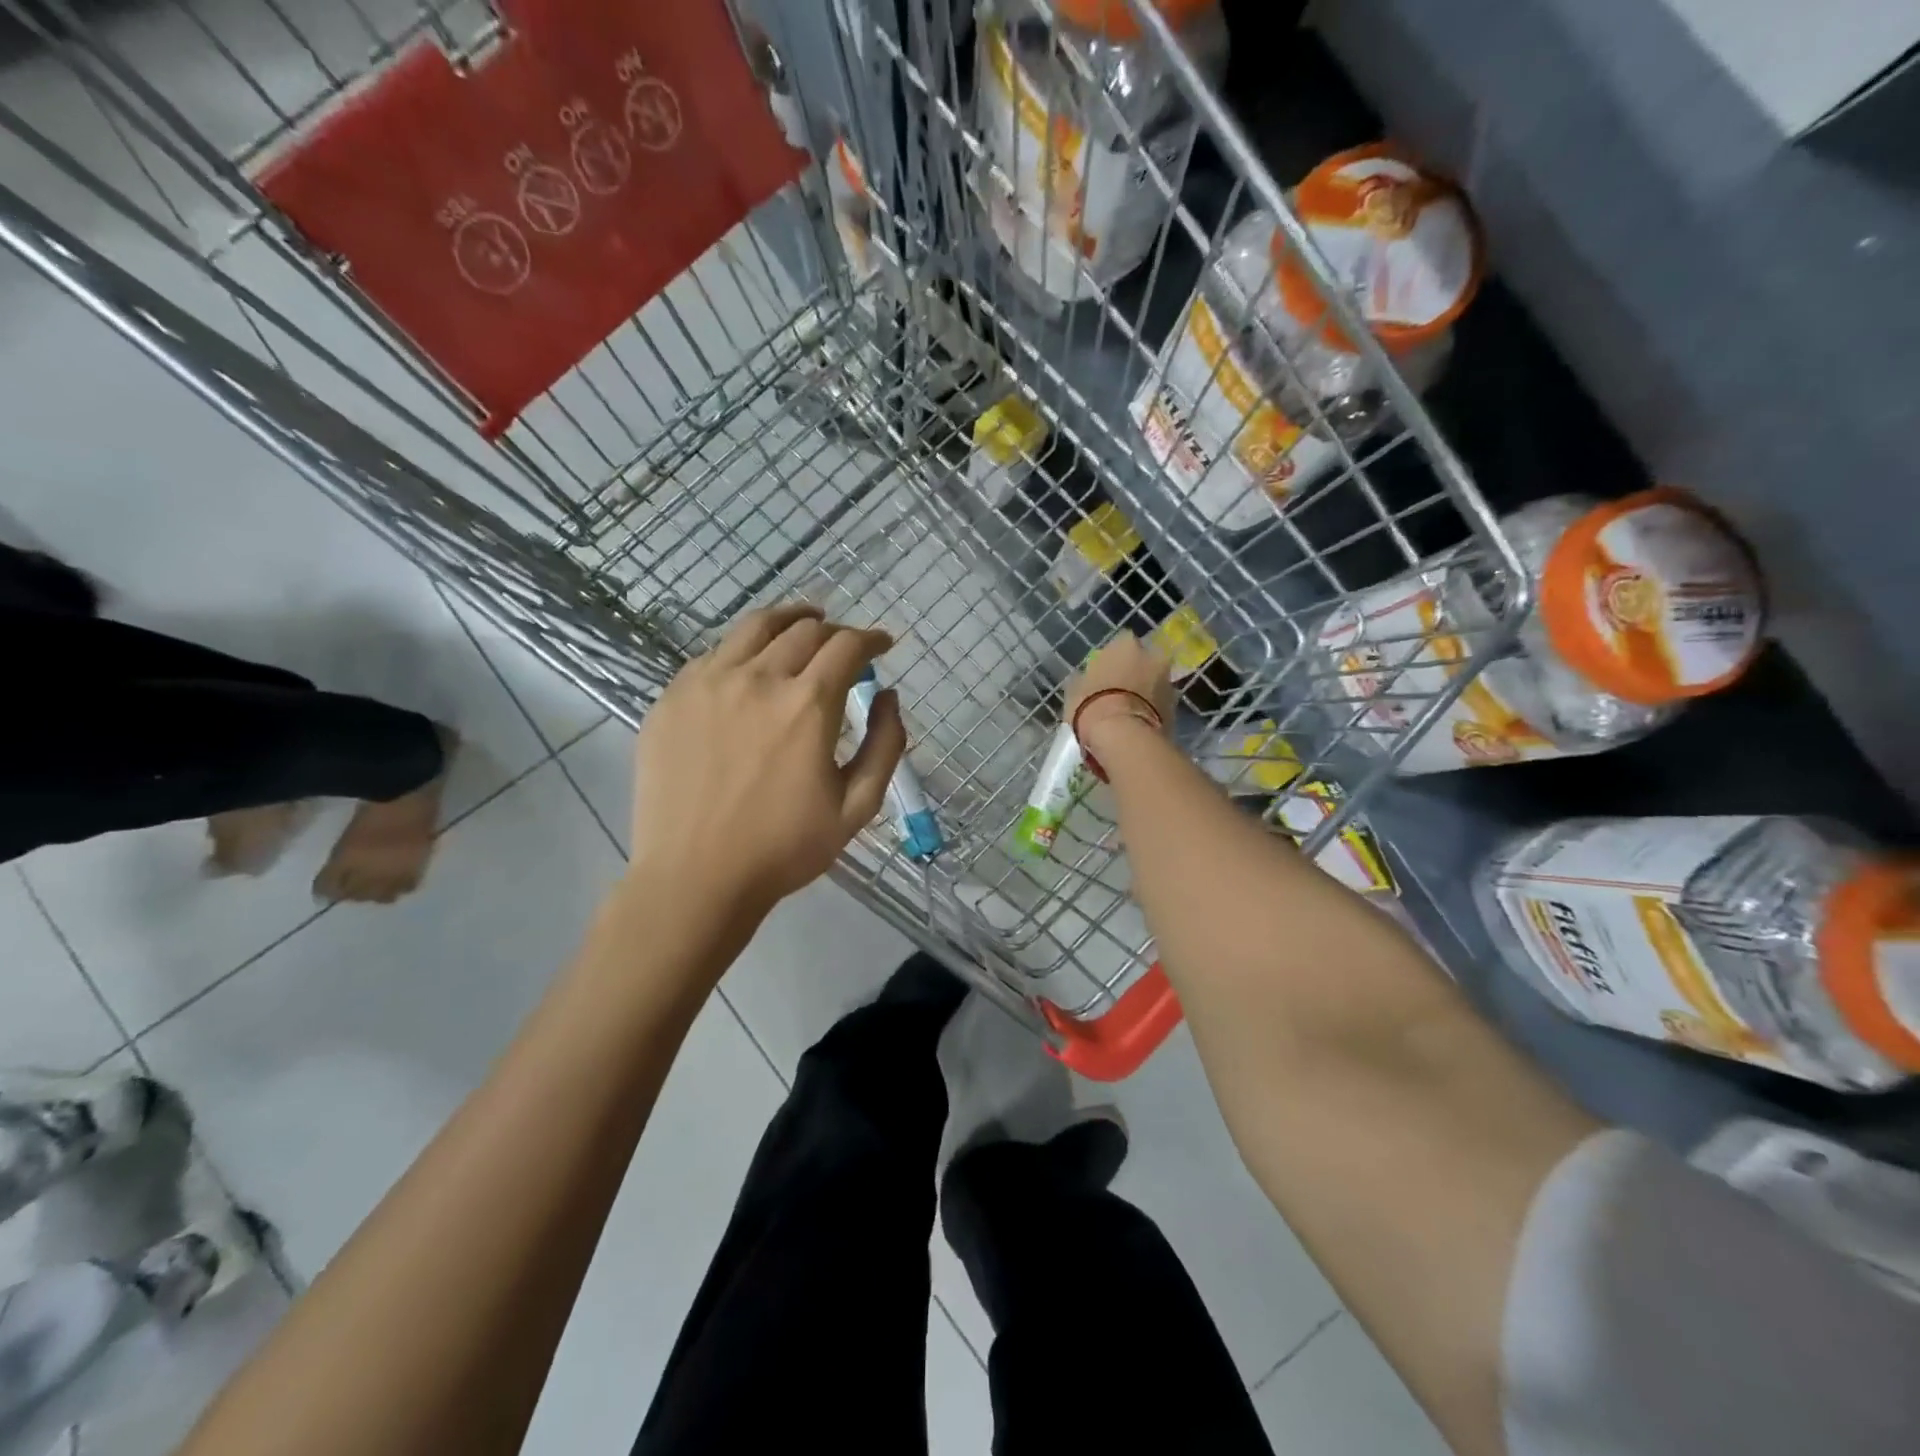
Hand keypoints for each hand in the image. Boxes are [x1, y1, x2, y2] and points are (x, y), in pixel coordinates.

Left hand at [629, 602, 903, 916]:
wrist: (695, 877)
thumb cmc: (784, 848)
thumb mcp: (857, 806)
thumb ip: (885, 745)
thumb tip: (888, 696)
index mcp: (808, 704)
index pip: (848, 646)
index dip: (871, 638)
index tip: (882, 645)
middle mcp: (758, 678)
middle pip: (805, 630)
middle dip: (835, 631)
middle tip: (845, 647)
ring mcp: (708, 683)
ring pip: (755, 627)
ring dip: (789, 620)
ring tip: (803, 623)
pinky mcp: (673, 697)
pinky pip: (714, 653)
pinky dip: (744, 648)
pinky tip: (751, 665)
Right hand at [1064, 632, 1176, 761]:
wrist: (1122, 736)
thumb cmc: (1091, 704)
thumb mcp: (1075, 688)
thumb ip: (1085, 678)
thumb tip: (1085, 679)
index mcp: (1125, 644)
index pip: (1121, 643)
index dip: (1113, 659)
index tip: (1104, 672)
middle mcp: (1152, 656)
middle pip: (1145, 661)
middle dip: (1136, 672)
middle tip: (1120, 690)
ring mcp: (1168, 682)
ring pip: (1156, 683)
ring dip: (1147, 692)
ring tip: (1129, 711)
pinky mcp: (1176, 708)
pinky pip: (1161, 705)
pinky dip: (1153, 711)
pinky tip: (1138, 724)